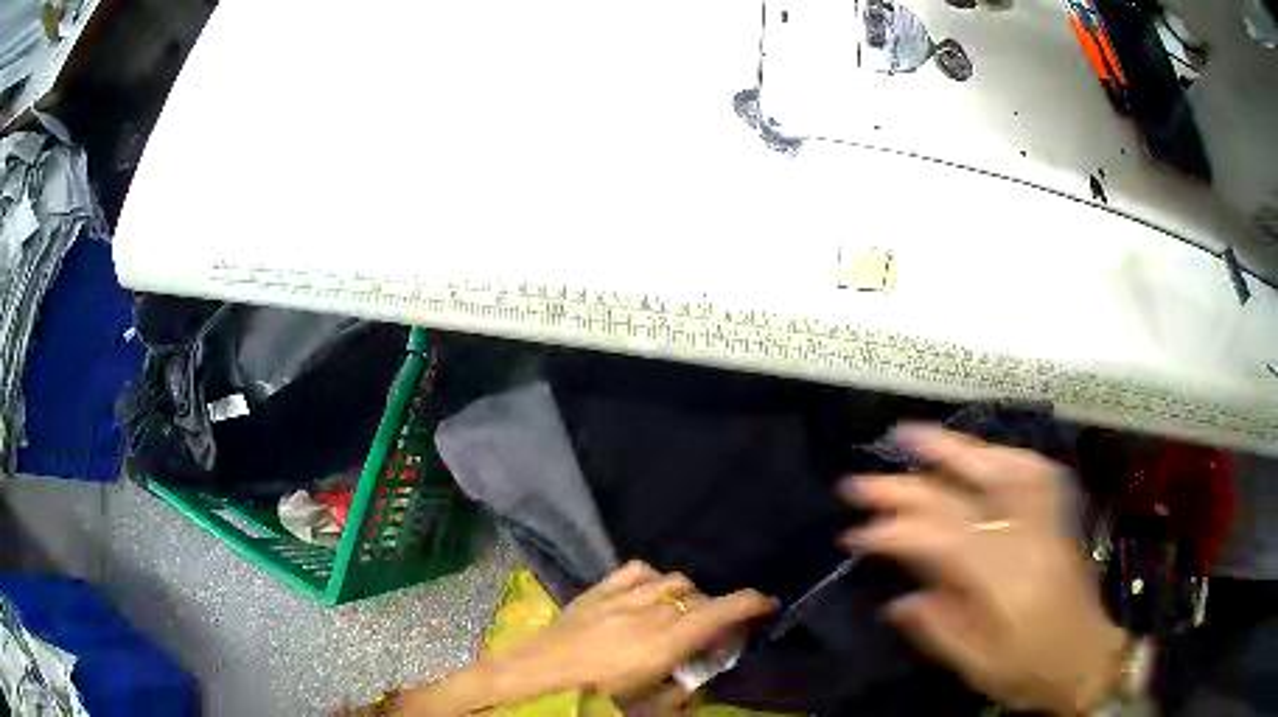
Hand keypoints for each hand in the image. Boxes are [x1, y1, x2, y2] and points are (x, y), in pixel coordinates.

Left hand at [393, 562, 774, 715]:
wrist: (524, 683)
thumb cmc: (587, 702)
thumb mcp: (642, 710)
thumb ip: (678, 695)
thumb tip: (696, 682)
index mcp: (663, 643)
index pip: (720, 612)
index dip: (751, 604)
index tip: (767, 605)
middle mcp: (647, 612)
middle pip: (698, 597)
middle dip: (718, 610)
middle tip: (717, 632)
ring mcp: (619, 597)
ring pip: (670, 581)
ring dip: (686, 595)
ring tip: (682, 615)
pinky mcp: (594, 592)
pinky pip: (635, 571)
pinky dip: (653, 579)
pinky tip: (650, 593)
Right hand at [841, 425, 1127, 715]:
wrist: (1085, 658)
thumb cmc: (1029, 669)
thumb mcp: (977, 664)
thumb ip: (938, 628)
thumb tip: (898, 600)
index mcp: (1000, 574)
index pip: (936, 536)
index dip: (891, 531)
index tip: (853, 534)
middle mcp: (1022, 533)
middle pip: (958, 495)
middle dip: (904, 486)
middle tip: (859, 482)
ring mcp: (1043, 518)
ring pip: (997, 467)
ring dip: (952, 449)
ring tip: (912, 434)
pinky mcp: (1056, 515)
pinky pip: (1030, 470)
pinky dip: (1000, 454)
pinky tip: (981, 451)